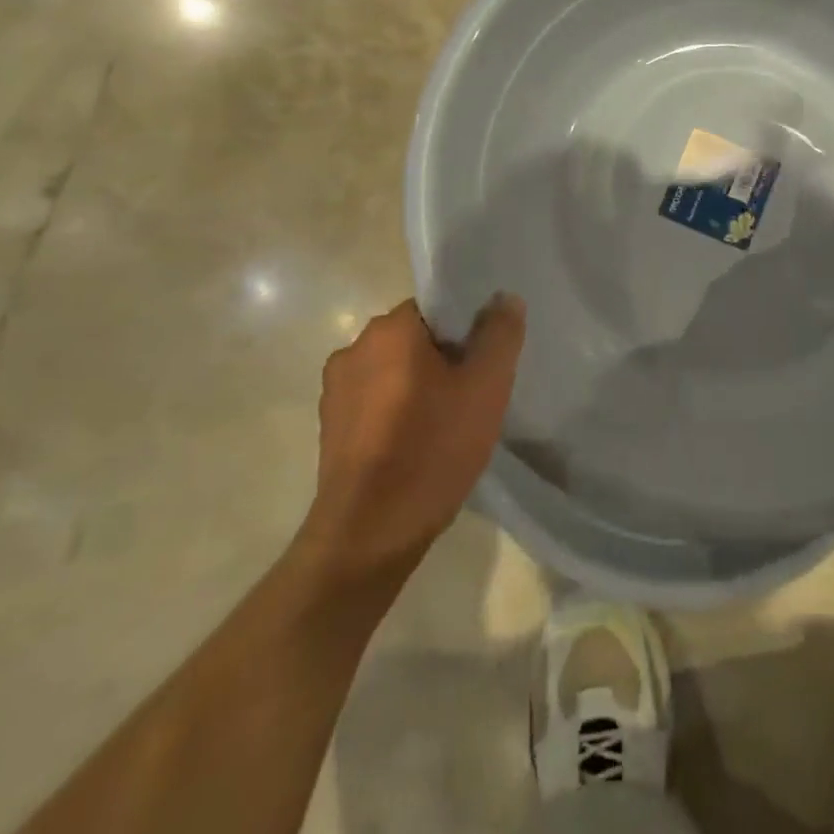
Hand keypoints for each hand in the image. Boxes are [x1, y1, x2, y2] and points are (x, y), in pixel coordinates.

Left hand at [296, 294, 524, 590]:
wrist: (369, 535)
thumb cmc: (432, 450)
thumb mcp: (486, 387)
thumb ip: (500, 334)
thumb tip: (504, 298)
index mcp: (390, 329)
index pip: (437, 307)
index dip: (466, 331)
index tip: (484, 362)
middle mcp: (354, 347)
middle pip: (415, 338)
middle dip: (445, 359)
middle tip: (473, 395)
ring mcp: (335, 389)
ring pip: (394, 370)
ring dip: (419, 386)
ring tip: (446, 424)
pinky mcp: (329, 426)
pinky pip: (374, 401)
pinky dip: (397, 412)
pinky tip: (416, 445)